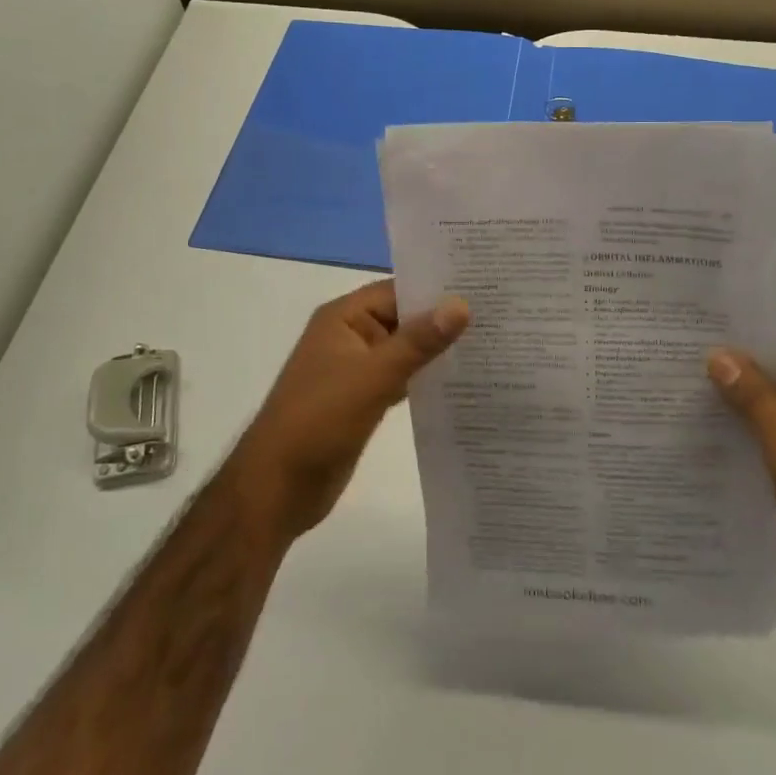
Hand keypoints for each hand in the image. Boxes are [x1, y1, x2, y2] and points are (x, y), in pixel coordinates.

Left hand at [229, 279, 467, 544]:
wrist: (277, 487)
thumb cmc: (320, 420)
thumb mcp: (373, 376)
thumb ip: (418, 341)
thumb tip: (461, 304)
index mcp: (343, 318)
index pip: (398, 290)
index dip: (437, 288)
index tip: (483, 287)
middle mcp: (349, 336)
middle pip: (403, 318)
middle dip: (442, 319)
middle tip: (498, 314)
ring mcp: (355, 369)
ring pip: (404, 350)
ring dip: (436, 350)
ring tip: (489, 343)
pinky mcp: (362, 399)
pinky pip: (400, 378)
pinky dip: (424, 377)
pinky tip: (460, 381)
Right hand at [708, 327, 775, 648]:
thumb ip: (754, 399)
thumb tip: (718, 354)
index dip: (739, 328)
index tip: (690, 326)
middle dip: (729, 363)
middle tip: (671, 356)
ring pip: (772, 401)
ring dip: (734, 399)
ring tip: (677, 390)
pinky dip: (747, 430)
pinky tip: (706, 434)